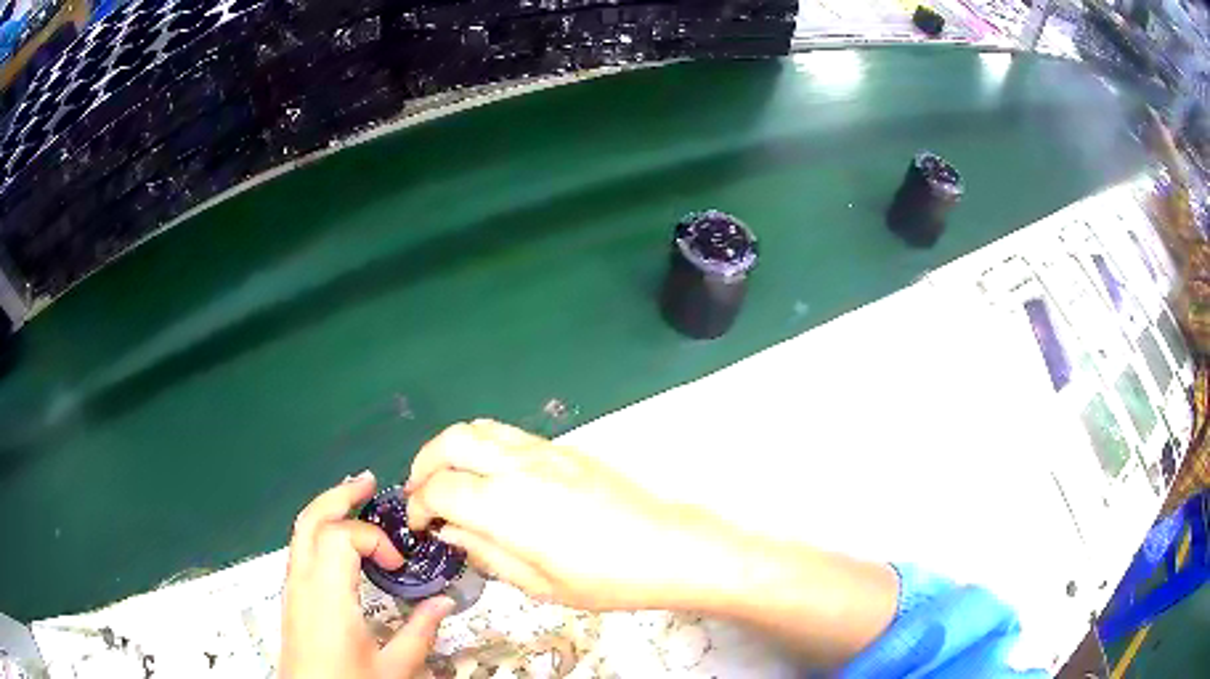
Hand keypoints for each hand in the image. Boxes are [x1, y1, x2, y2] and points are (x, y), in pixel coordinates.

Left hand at [281, 471, 455, 678]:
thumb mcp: (393, 669)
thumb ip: (419, 634)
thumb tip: (442, 604)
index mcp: (328, 597)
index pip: (341, 536)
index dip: (373, 538)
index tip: (397, 564)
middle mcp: (303, 583)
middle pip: (310, 520)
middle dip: (339, 496)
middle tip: (369, 483)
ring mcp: (293, 589)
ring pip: (301, 532)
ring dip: (327, 510)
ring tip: (354, 501)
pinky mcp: (292, 598)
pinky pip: (300, 550)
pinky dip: (319, 532)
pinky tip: (339, 543)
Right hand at [404, 420, 725, 610]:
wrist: (667, 547)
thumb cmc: (604, 579)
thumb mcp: (538, 584)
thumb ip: (486, 553)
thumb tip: (451, 532)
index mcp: (504, 505)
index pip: (439, 488)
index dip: (419, 506)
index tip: (422, 526)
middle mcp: (517, 466)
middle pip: (450, 442)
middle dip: (423, 465)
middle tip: (421, 494)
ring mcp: (542, 450)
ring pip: (478, 427)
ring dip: (450, 448)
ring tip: (448, 477)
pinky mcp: (563, 448)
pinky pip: (507, 432)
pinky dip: (481, 444)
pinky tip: (489, 473)